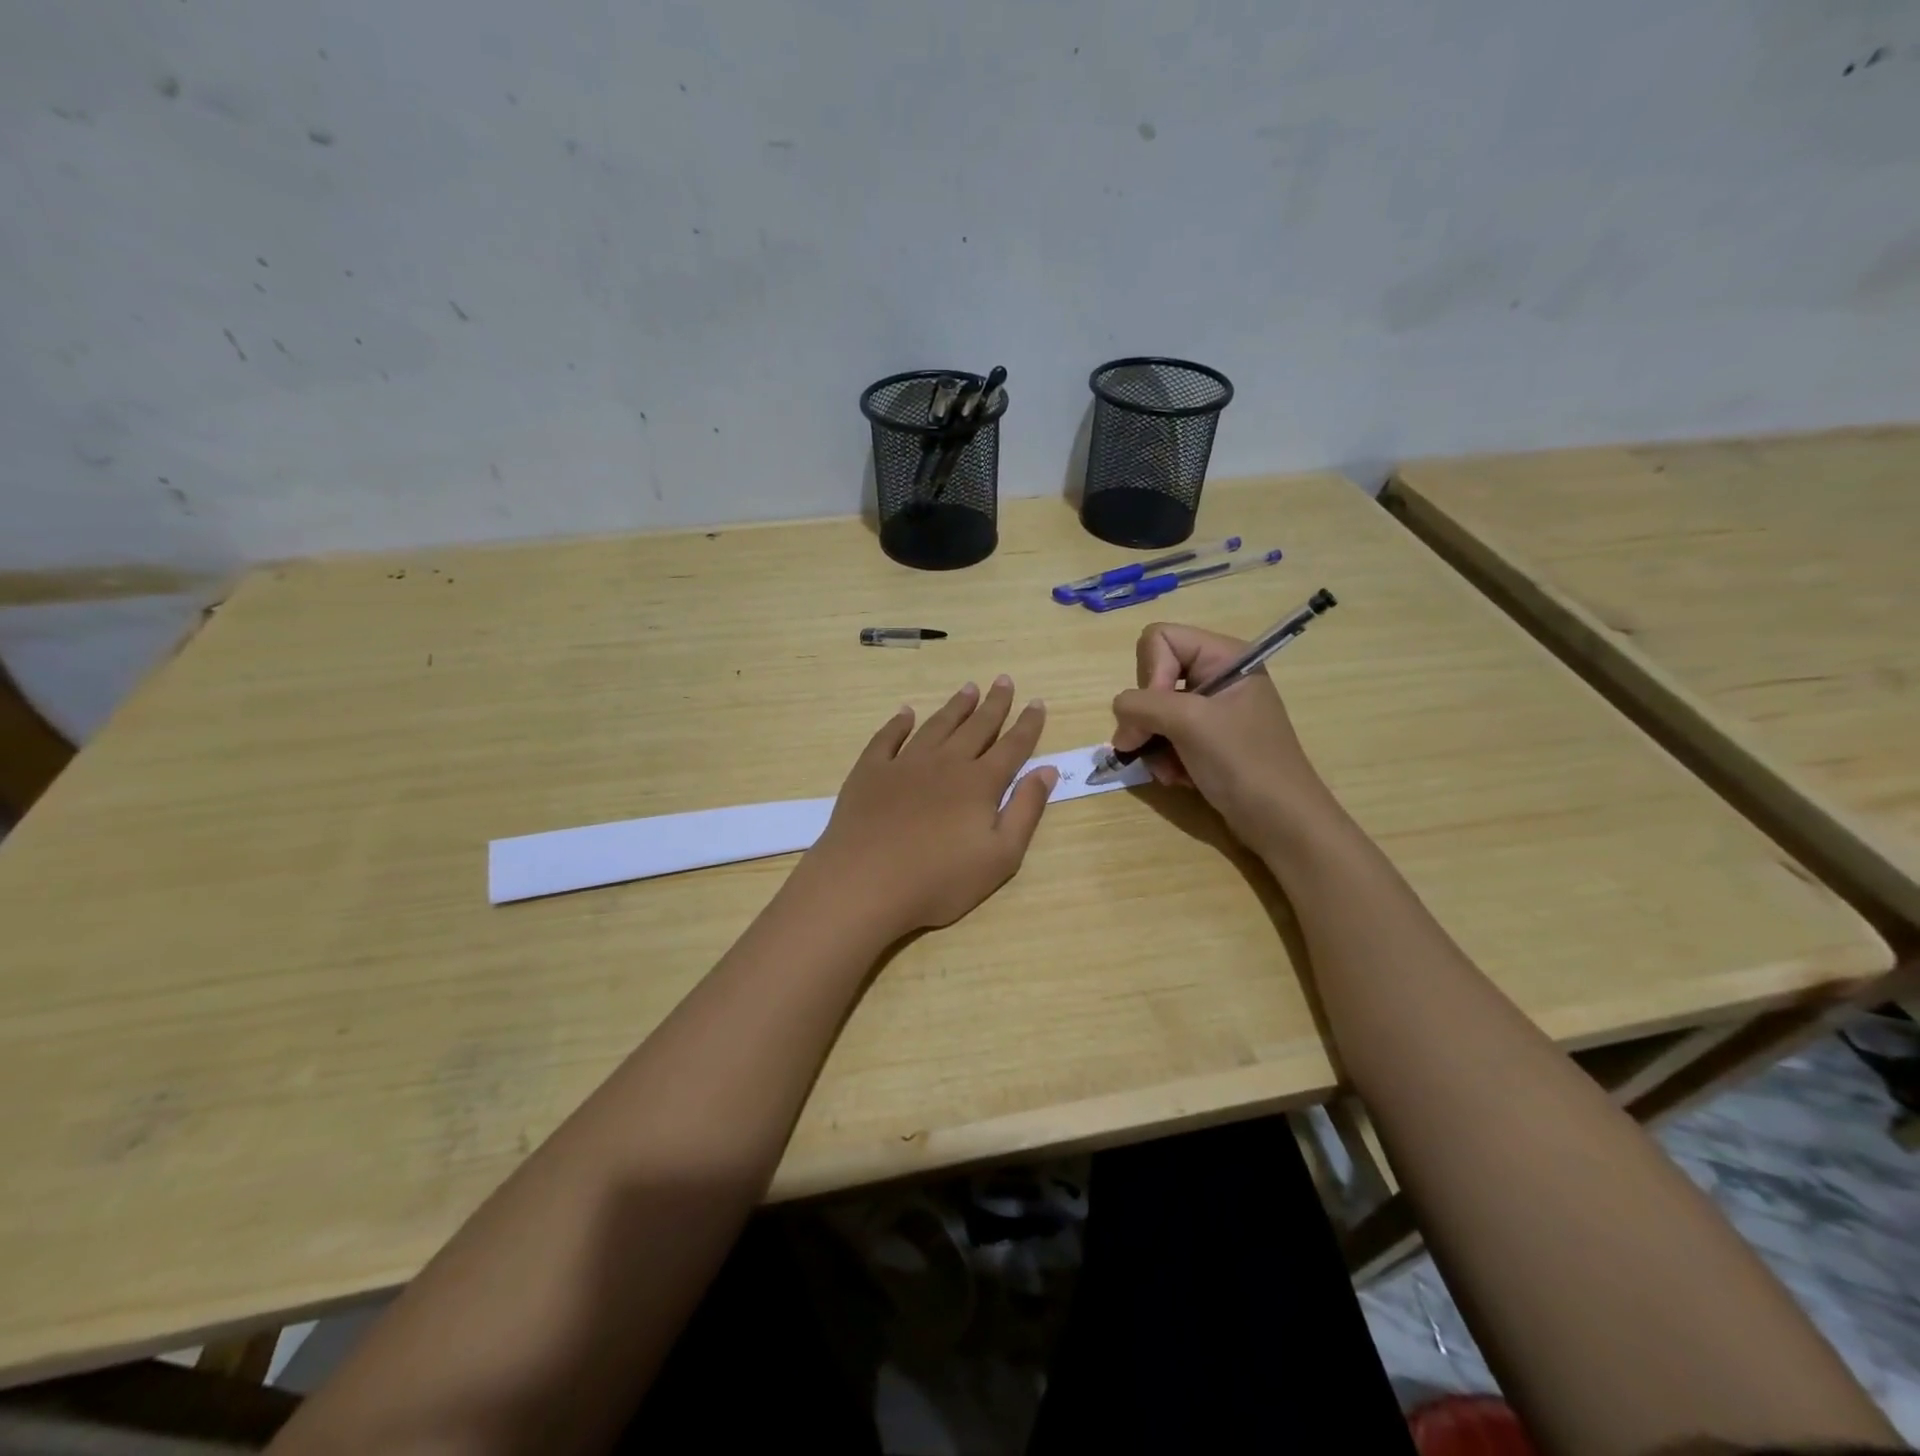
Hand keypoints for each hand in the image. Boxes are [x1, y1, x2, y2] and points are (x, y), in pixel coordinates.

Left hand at [806, 676, 1056, 940]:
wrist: (865, 883)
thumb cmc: (940, 881)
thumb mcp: (1001, 857)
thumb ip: (1026, 810)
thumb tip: (1047, 770)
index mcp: (979, 784)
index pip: (1012, 747)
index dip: (1027, 725)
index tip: (1036, 702)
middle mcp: (945, 764)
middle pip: (976, 728)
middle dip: (994, 705)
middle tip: (1004, 680)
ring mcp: (904, 764)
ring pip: (936, 726)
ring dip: (955, 707)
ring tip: (968, 688)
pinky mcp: (870, 773)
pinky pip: (887, 738)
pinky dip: (898, 723)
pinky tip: (905, 713)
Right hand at [1110, 622, 1335, 852]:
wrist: (1281, 822)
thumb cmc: (1243, 762)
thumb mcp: (1189, 723)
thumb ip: (1141, 706)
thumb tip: (1120, 718)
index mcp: (1224, 656)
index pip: (1159, 639)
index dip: (1150, 673)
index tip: (1163, 713)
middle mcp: (1216, 676)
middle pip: (1152, 675)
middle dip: (1148, 716)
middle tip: (1151, 745)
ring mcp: (1211, 710)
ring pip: (1152, 711)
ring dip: (1153, 743)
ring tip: (1170, 769)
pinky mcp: (1206, 740)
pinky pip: (1165, 736)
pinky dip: (1164, 758)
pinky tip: (1179, 778)